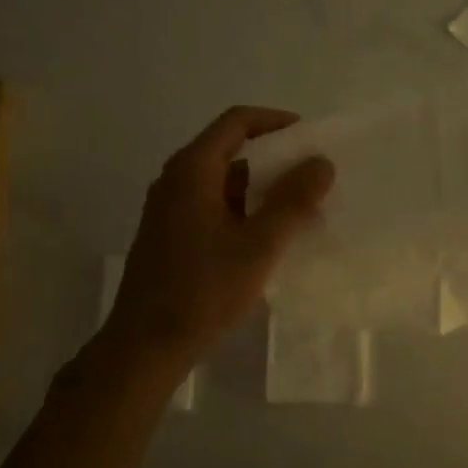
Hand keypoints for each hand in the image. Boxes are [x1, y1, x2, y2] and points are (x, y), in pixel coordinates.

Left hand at [107, 106, 334, 363]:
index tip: (310, 138)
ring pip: (223, 182)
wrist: (146, 345)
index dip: (276, 122)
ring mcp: (170, 209)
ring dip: (261, 188)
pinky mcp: (171, 235)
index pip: (237, 122)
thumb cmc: (203, 290)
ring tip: (299, 208)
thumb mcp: (259, 245)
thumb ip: (293, 202)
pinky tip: (269, 236)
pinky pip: (213, 206)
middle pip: (230, 150)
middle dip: (274, 159)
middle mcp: (176, 180)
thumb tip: (322, 163)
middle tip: (312, 176)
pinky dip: (244, 210)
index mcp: (192, 170)